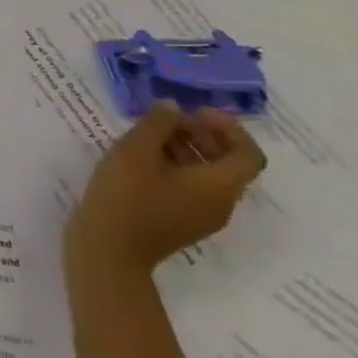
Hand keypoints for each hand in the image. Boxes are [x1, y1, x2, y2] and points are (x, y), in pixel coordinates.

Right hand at [66, 102, 265, 276]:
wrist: (110, 249)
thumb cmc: (127, 196)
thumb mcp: (136, 150)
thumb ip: (157, 124)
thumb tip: (174, 108)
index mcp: (219, 185)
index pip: (248, 154)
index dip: (229, 128)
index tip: (196, 111)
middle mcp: (221, 203)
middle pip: (228, 164)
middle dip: (204, 135)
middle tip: (169, 119)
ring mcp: (202, 216)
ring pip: (207, 176)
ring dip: (187, 150)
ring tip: (148, 135)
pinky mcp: (181, 222)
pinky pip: (191, 189)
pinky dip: (176, 168)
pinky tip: (141, 160)